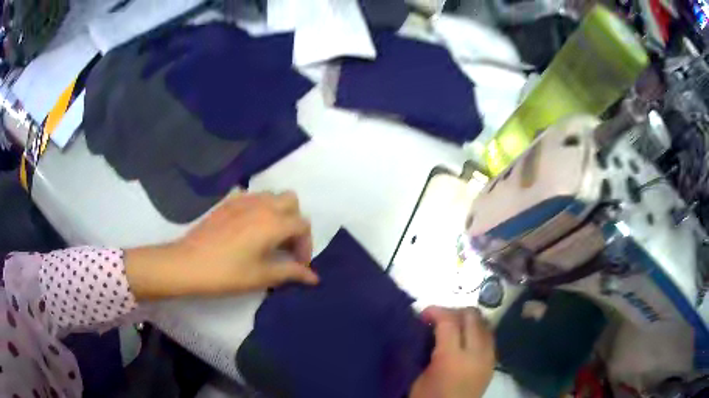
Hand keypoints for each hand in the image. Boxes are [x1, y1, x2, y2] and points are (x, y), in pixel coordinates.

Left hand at [125, 192, 318, 299]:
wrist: (187, 264)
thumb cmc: (227, 273)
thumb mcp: (262, 276)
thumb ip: (291, 272)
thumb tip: (313, 278)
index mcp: (273, 222)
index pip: (302, 225)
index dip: (306, 245)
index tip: (298, 265)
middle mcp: (261, 204)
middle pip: (291, 202)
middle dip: (295, 222)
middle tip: (286, 246)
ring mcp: (243, 200)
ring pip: (271, 196)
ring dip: (278, 213)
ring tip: (269, 237)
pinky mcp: (227, 202)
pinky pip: (251, 196)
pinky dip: (258, 207)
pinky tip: (248, 226)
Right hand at [410, 307, 494, 397]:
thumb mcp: (418, 375)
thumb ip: (425, 348)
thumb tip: (426, 327)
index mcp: (452, 358)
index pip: (449, 320)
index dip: (435, 311)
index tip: (423, 315)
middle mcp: (476, 353)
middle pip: (472, 316)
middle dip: (453, 311)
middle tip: (437, 320)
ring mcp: (489, 356)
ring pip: (484, 322)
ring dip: (467, 320)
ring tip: (452, 328)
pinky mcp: (493, 361)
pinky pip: (489, 336)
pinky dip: (477, 330)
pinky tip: (465, 340)